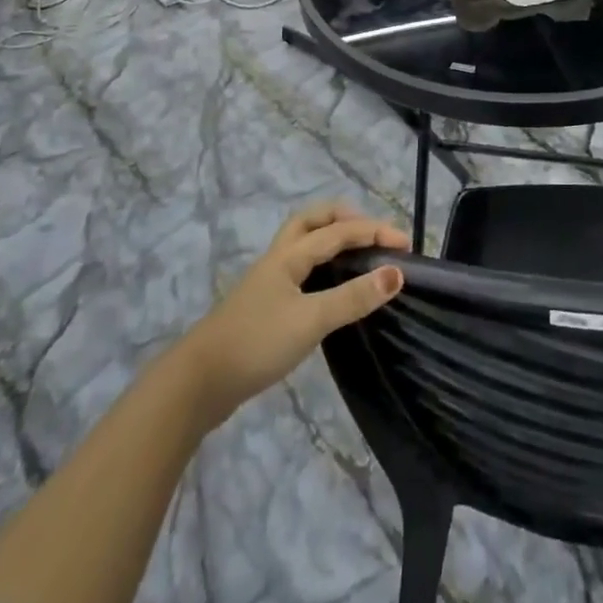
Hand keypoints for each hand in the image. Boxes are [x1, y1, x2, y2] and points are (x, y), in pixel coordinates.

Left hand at [185, 205, 406, 422]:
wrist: (196, 385)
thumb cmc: (256, 344)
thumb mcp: (310, 320)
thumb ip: (353, 297)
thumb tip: (397, 273)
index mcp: (290, 255)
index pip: (339, 231)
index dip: (374, 231)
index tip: (406, 244)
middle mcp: (278, 259)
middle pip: (312, 221)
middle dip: (345, 217)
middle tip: (373, 233)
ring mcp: (268, 283)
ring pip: (303, 244)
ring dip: (332, 239)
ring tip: (358, 254)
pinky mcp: (264, 306)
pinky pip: (299, 269)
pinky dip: (322, 264)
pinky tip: (331, 288)